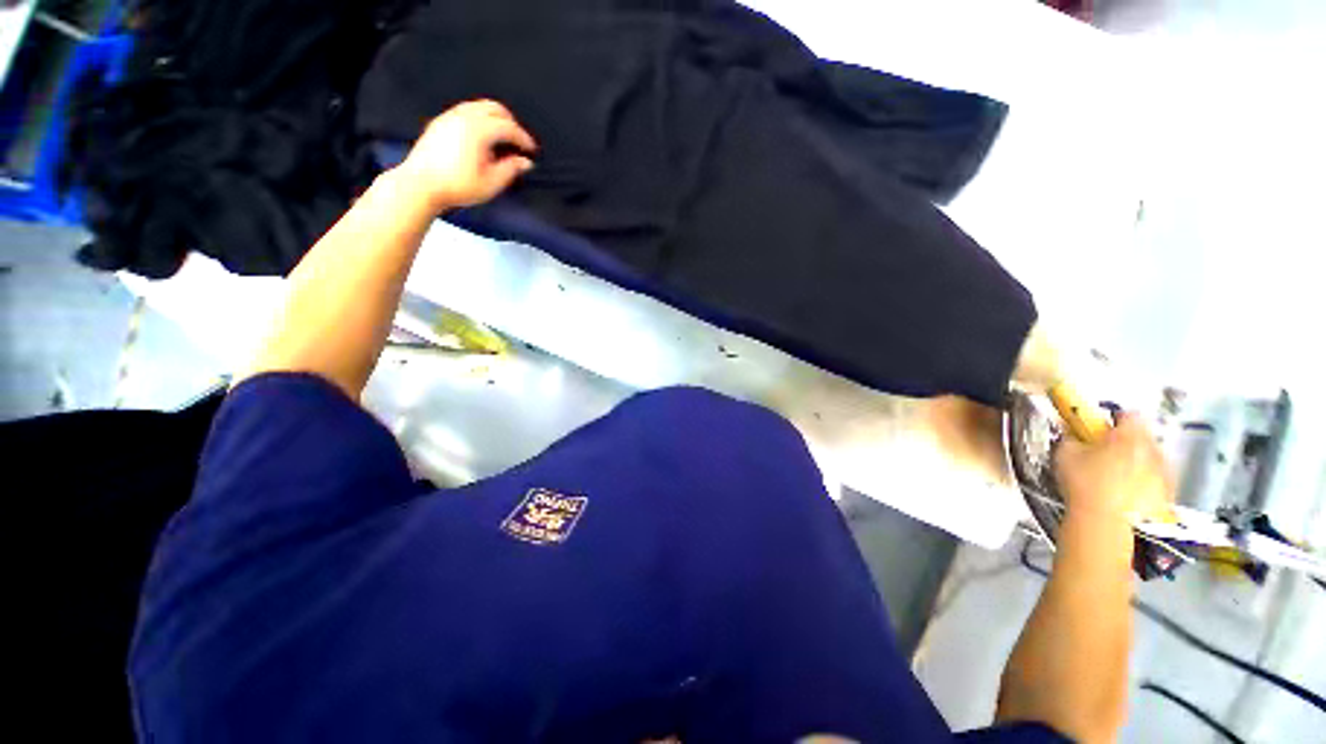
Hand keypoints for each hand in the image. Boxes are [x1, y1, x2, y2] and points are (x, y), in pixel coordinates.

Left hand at [396, 100, 536, 211]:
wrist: (421, 184)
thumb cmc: (458, 186)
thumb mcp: (491, 183)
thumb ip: (510, 169)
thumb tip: (525, 162)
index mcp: (479, 130)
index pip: (508, 127)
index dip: (523, 138)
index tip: (532, 150)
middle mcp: (464, 117)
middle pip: (495, 108)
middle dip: (511, 123)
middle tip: (518, 141)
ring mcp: (450, 116)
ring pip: (479, 106)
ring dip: (495, 118)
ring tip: (502, 138)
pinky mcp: (440, 122)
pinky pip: (466, 110)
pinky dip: (480, 118)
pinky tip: (482, 136)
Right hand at [1054, 414, 1175, 525]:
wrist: (1106, 524)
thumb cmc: (1084, 484)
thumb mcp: (1065, 454)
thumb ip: (1071, 438)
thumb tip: (1073, 433)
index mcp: (1129, 435)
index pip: (1127, 414)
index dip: (1112, 418)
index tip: (1098, 428)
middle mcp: (1153, 449)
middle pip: (1143, 436)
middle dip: (1127, 441)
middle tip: (1105, 453)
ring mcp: (1165, 473)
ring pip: (1152, 458)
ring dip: (1138, 461)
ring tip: (1116, 476)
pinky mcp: (1168, 494)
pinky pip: (1158, 480)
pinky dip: (1145, 482)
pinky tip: (1126, 493)